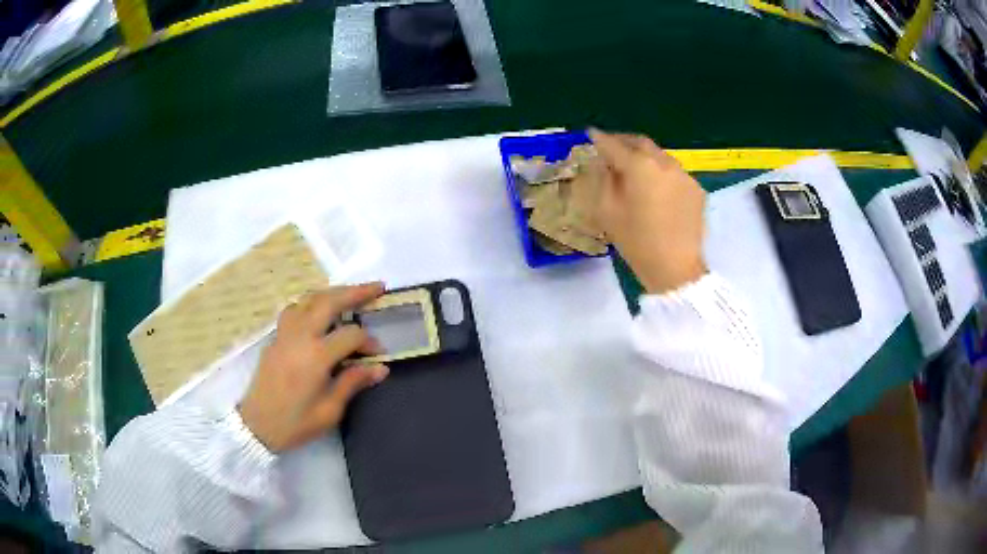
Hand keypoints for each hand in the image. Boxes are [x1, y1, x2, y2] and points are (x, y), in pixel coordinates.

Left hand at [238, 283, 388, 452]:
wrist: (257, 426)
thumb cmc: (296, 423)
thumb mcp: (330, 410)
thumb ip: (353, 382)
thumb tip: (380, 367)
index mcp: (316, 356)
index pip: (351, 335)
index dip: (369, 342)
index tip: (379, 355)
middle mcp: (300, 336)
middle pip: (329, 301)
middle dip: (355, 292)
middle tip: (377, 287)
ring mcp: (284, 334)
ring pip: (308, 299)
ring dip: (331, 293)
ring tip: (349, 295)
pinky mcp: (275, 338)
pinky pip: (294, 309)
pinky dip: (311, 303)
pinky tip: (319, 313)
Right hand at [588, 129, 707, 293]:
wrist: (676, 268)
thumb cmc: (637, 242)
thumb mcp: (607, 211)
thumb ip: (604, 179)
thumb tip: (606, 163)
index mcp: (640, 166)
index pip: (614, 145)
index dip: (600, 139)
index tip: (591, 134)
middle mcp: (664, 162)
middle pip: (641, 143)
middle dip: (624, 142)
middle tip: (611, 147)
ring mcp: (684, 175)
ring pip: (660, 156)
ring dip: (644, 156)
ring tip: (633, 167)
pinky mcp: (696, 189)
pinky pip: (674, 173)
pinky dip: (661, 173)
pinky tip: (656, 188)